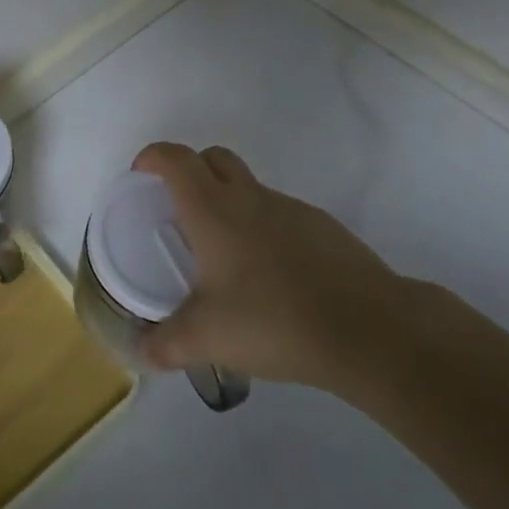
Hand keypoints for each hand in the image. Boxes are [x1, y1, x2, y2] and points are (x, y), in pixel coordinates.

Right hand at [132, 142, 413, 404]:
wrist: (368, 329)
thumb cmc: (273, 320)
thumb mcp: (205, 339)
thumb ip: (164, 345)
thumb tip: (139, 351)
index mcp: (213, 210)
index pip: (175, 159)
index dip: (152, 157)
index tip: (140, 176)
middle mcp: (250, 197)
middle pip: (213, 158)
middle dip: (190, 171)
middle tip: (178, 211)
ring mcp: (291, 209)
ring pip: (249, 187)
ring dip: (229, 203)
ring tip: (224, 257)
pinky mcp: (323, 228)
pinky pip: (280, 215)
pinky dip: (264, 229)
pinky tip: (271, 278)